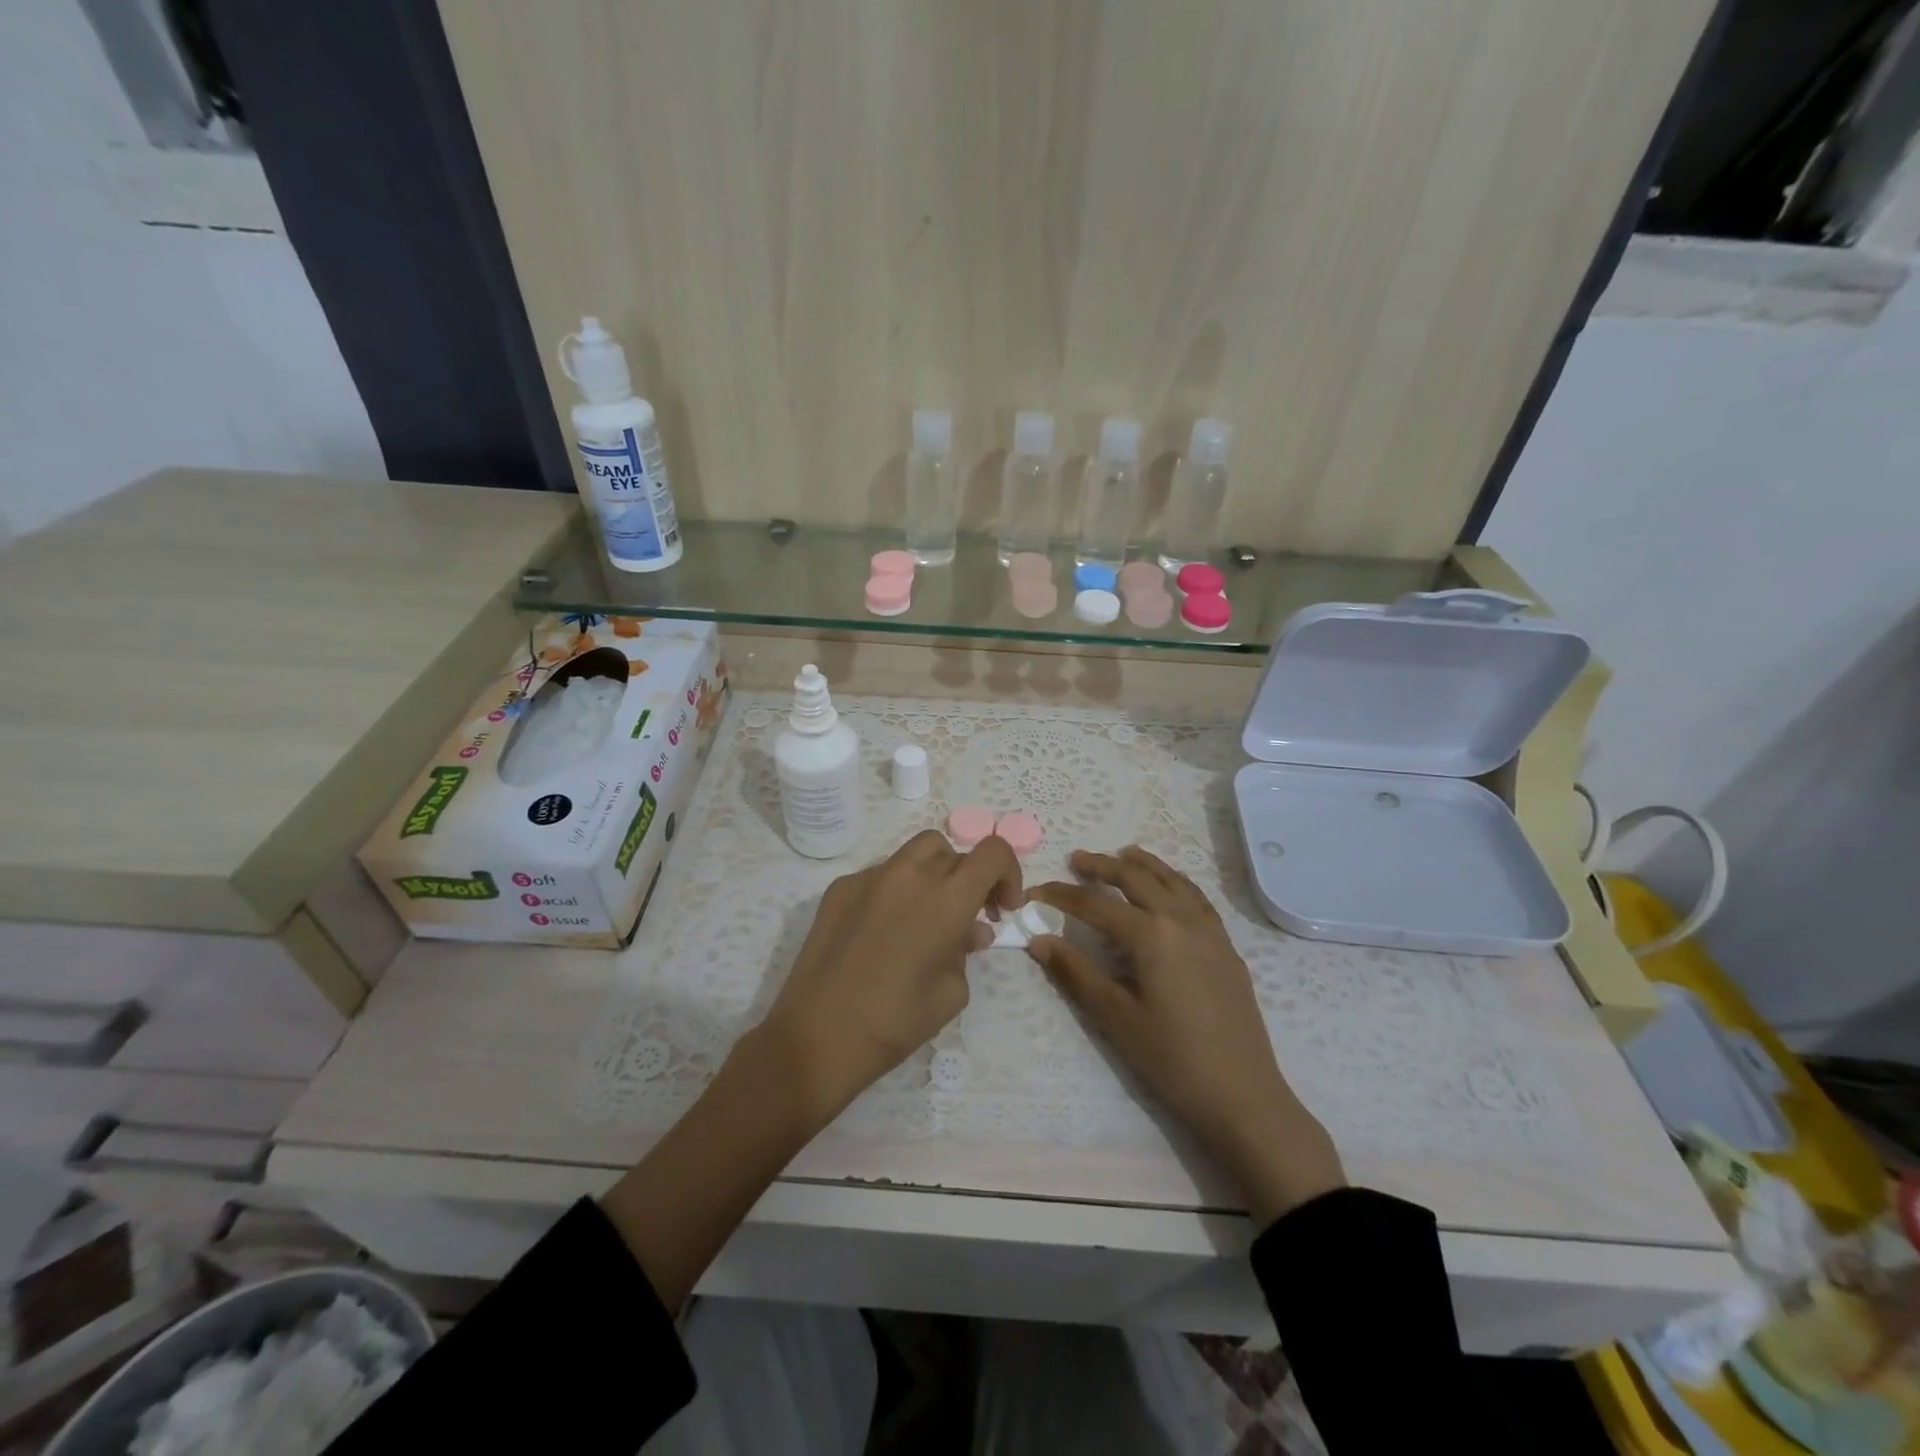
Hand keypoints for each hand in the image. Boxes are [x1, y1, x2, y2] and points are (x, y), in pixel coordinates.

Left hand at [758, 830, 1022, 1127]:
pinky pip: (880, 875)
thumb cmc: (896, 1022)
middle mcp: (909, 874)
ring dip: (933, 875)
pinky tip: (885, 931)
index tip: (1002, 908)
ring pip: (915, 854)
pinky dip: (896, 891)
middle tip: (968, 916)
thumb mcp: (952, 992)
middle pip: (953, 850)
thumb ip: (966, 950)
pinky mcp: (839, 888)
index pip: (993, 853)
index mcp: (946, 898)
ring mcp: (869, 876)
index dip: (1008, 873)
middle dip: (969, 877)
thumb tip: (968, 931)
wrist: (817, 1036)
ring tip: (928, 917)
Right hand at [1029, 847, 1344, 1223]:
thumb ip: (1076, 972)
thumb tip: (1039, 940)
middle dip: (1103, 866)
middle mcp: (1182, 920)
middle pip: (1137, 878)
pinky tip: (1169, 888)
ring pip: (1172, 880)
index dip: (1062, 896)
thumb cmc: (1172, 1059)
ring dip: (1144, 865)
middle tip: (1077, 860)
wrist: (1243, 1095)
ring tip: (1123, 855)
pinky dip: (1175, 881)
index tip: (1035, 892)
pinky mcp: (1226, 947)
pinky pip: (1197, 898)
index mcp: (1151, 936)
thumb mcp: (1116, 1017)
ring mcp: (1210, 931)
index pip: (1096, 904)